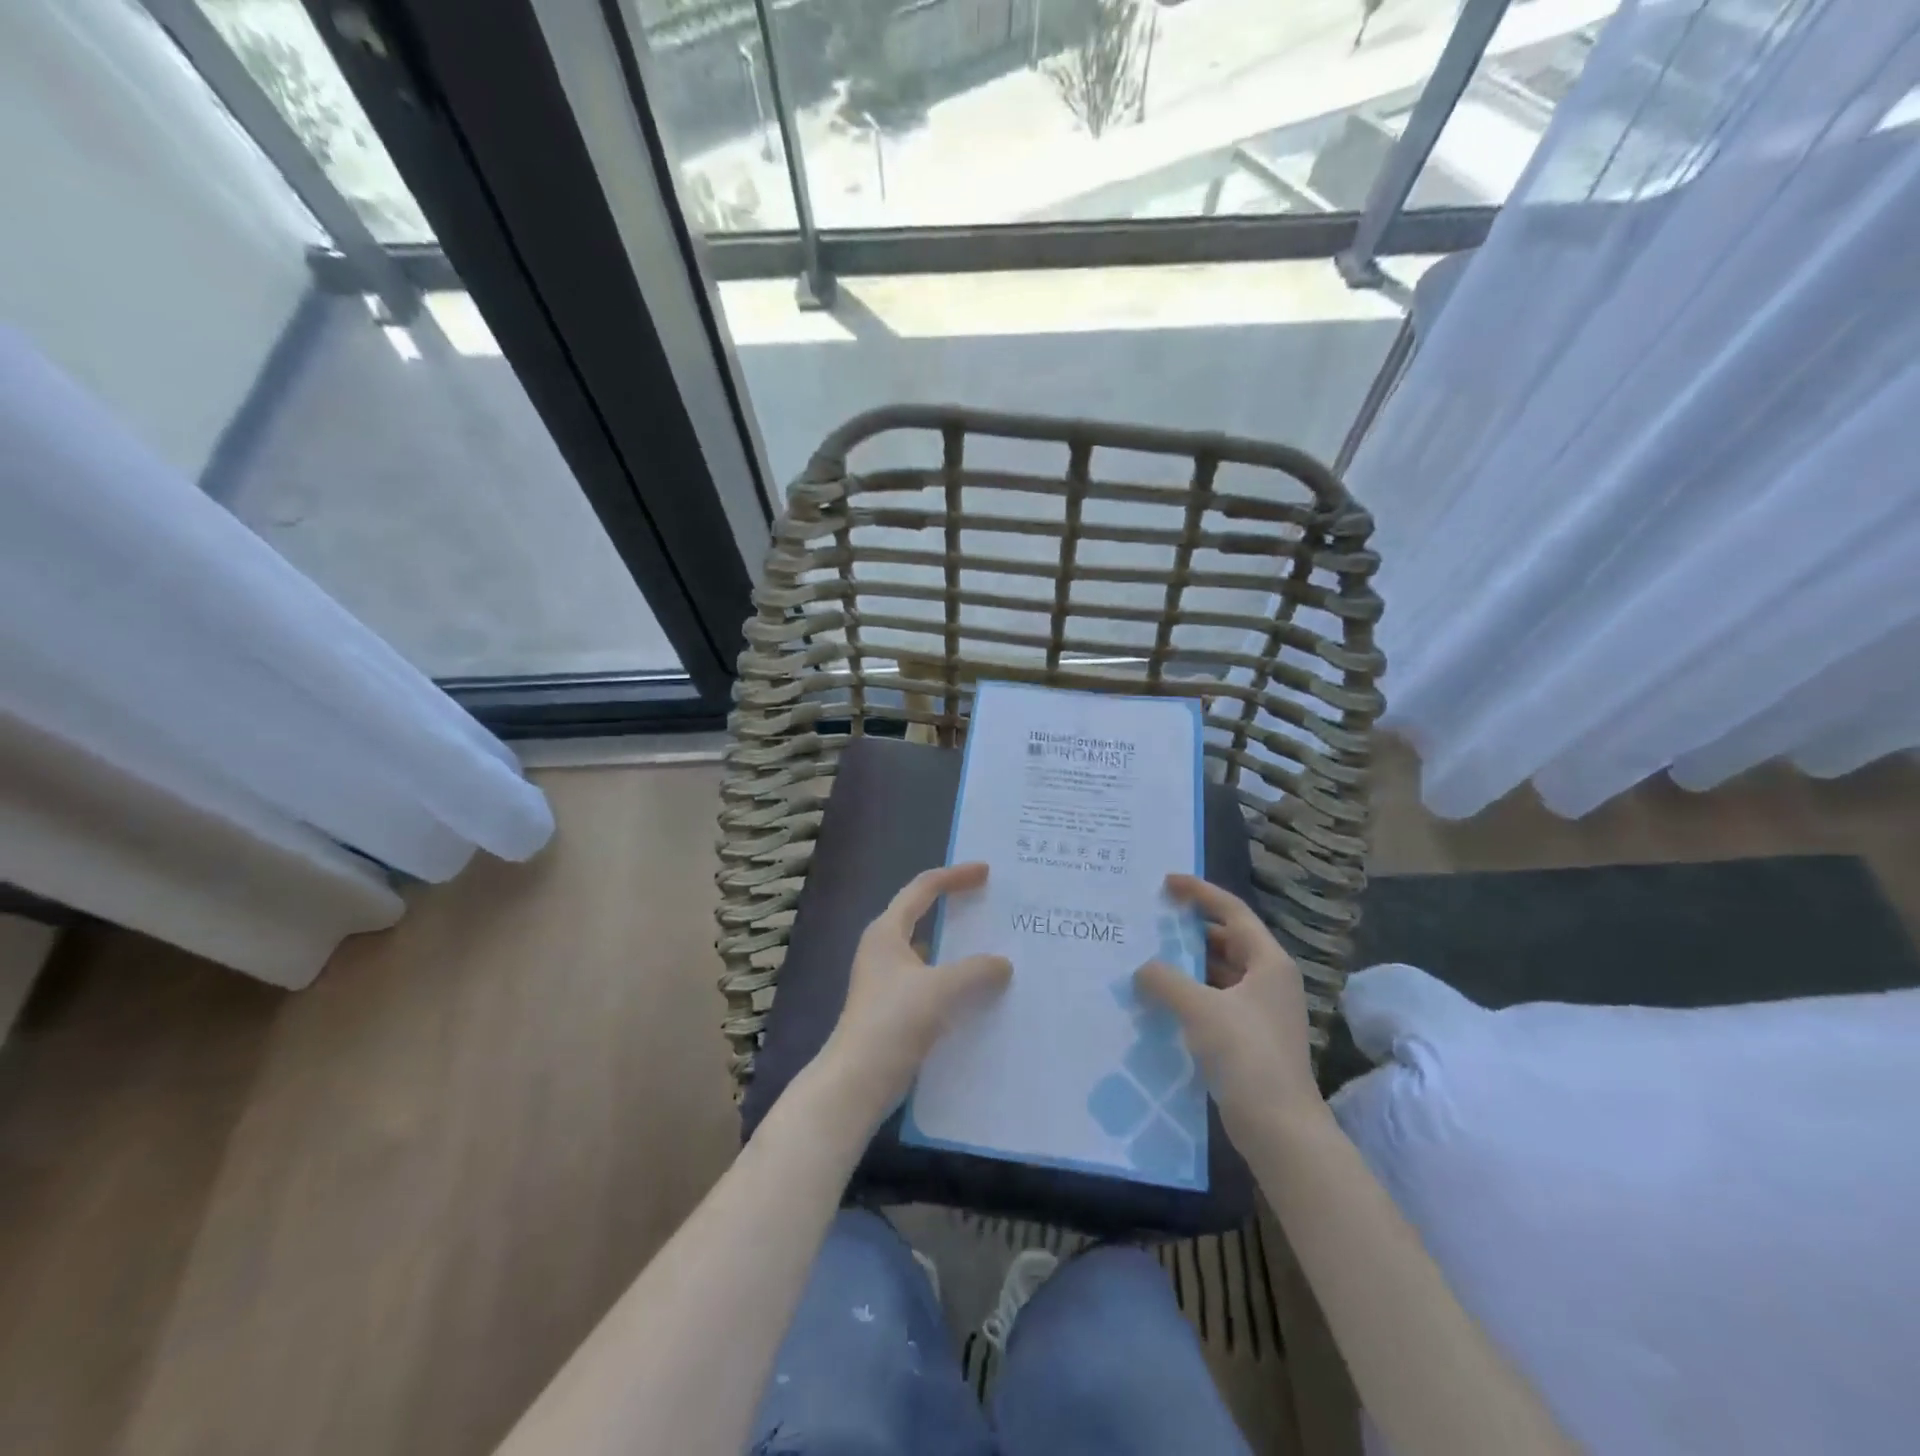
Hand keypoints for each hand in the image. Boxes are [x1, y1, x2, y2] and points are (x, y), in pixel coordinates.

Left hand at [816, 862, 1012, 1124]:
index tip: (986, 872)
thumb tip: (1003, 964)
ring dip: (959, 949)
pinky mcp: (895, 1008)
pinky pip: (932, 981)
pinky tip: (981, 992)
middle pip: (924, 915)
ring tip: (996, 948)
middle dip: (958, 909)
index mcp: (887, 932)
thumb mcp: (940, 989)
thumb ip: (976, 971)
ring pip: (931, 952)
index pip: (923, 888)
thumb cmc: (893, 1022)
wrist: (857, 1082)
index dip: (955, 876)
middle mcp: (885, 949)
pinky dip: (955, 980)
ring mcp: (888, 980)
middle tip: (994, 905)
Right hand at [1134, 873, 1320, 1138]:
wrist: (1280, 1128)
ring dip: (1188, 966)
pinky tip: (1162, 1002)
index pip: (1232, 911)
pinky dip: (1191, 995)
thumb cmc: (1246, 1054)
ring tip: (1149, 959)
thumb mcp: (1200, 1009)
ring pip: (1220, 974)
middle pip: (1227, 941)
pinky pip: (1216, 1001)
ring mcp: (1261, 1011)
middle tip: (1152, 922)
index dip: (1200, 892)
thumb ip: (1166, 980)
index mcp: (1268, 962)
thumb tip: (1143, 969)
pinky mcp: (1250, 1038)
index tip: (1167, 883)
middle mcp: (1269, 980)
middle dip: (1190, 931)